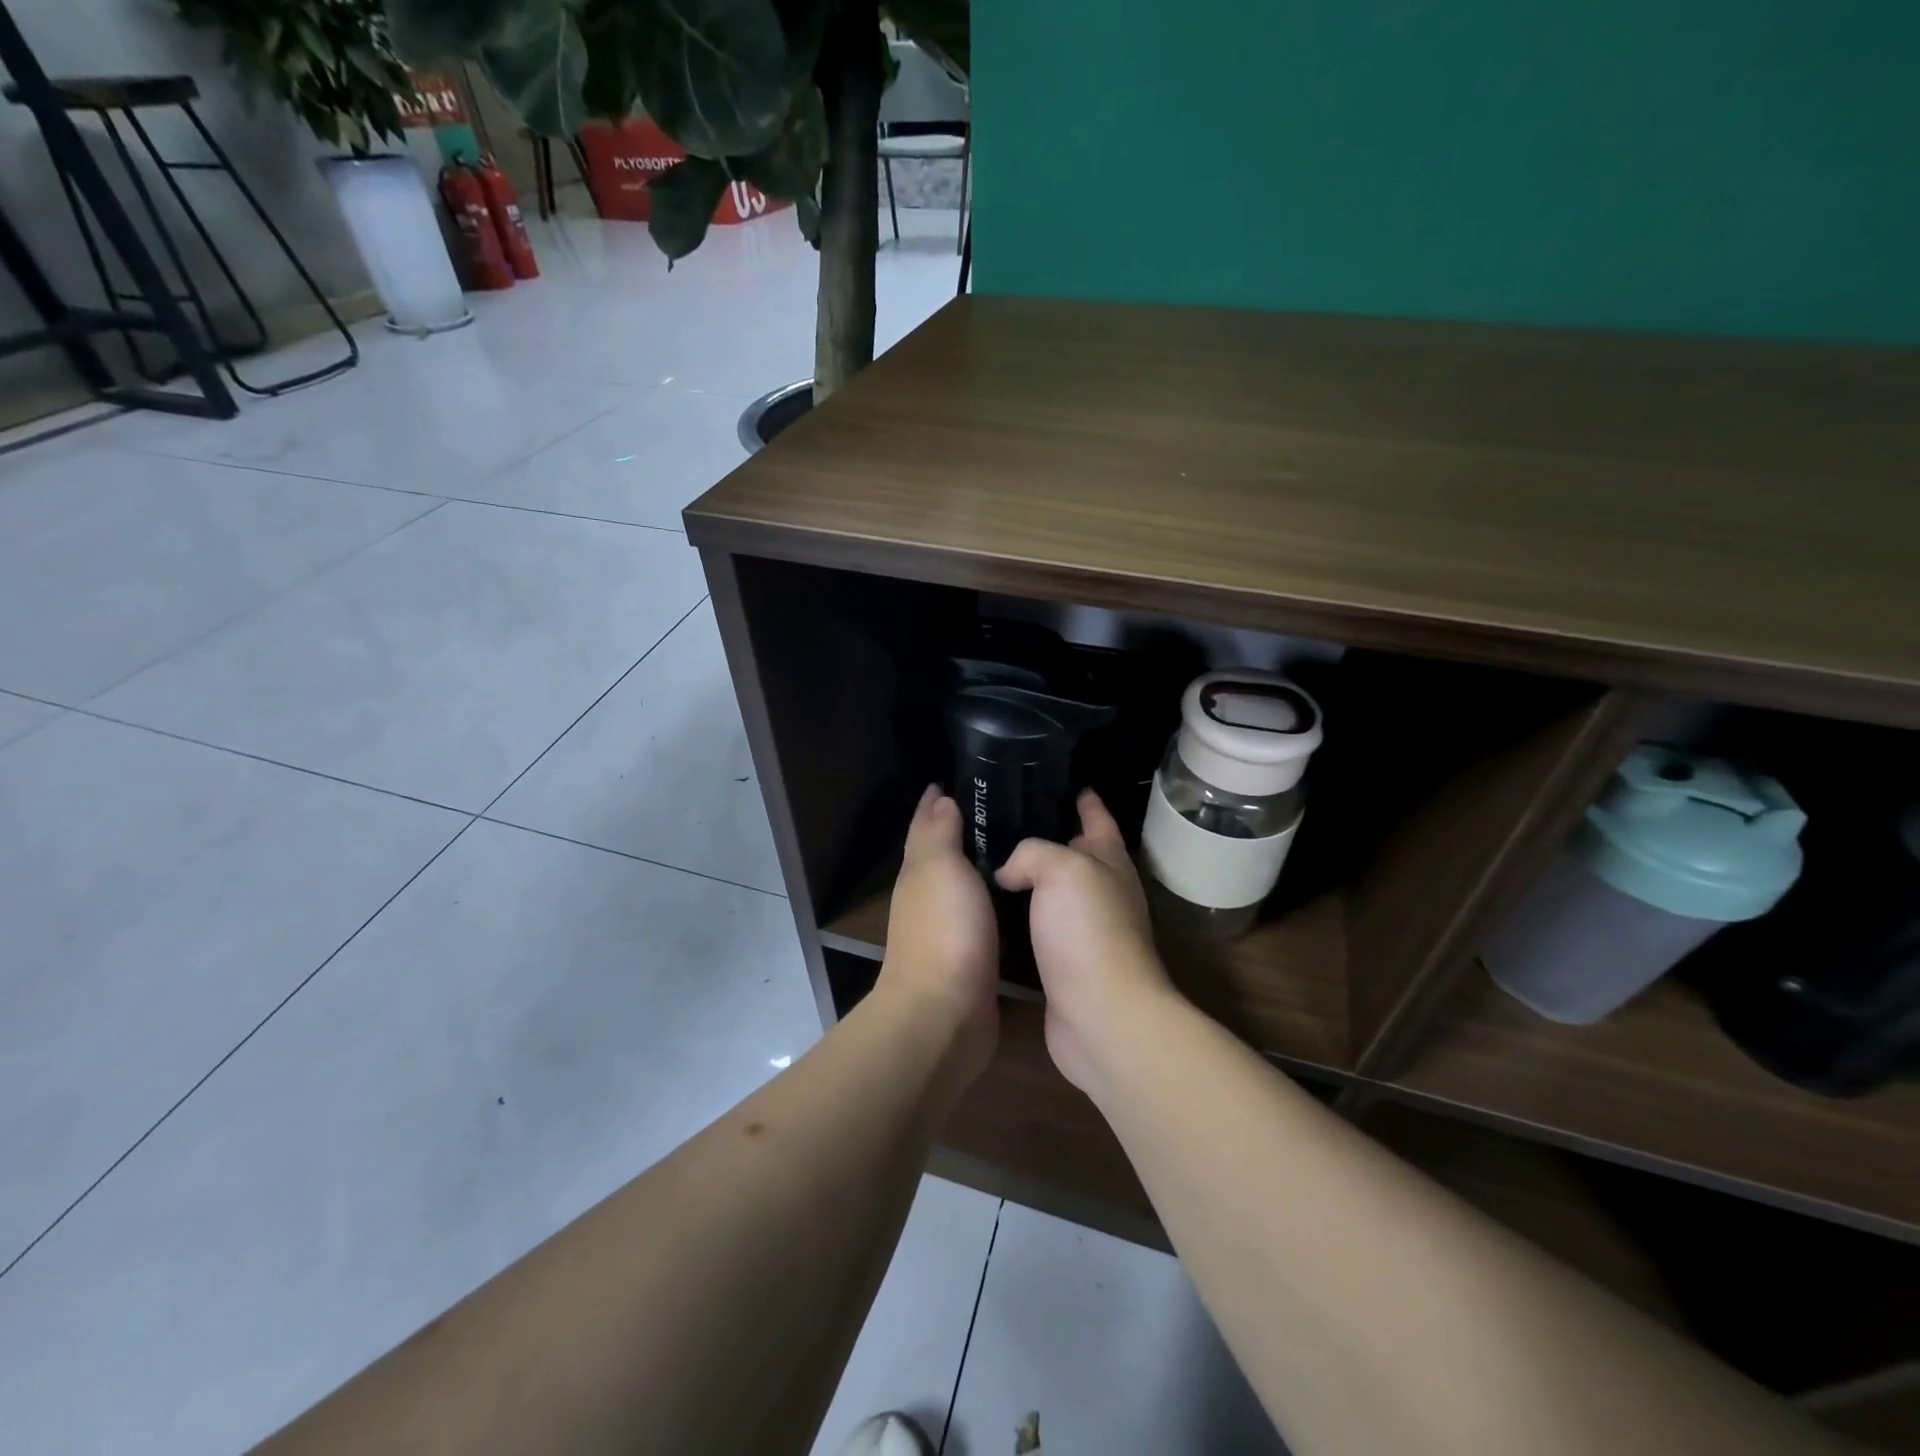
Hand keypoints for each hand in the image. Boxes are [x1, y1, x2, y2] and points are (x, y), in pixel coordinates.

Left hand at [879, 787, 999, 1080]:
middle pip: (944, 850)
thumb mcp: (939, 869)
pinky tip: (1018, 891)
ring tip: (1020, 840)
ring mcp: (949, 927)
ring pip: (965, 882)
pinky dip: (994, 895)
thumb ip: (939, 834)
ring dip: (982, 861)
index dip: (938, 801)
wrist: (945, 1014)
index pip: (926, 824)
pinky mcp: (972, 954)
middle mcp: (929, 896)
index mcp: (919, 871)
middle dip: (963, 825)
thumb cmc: (944, 932)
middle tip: (1005, 803)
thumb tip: (941, 799)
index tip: (964, 777)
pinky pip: (983, 912)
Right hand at [995, 789, 1173, 1097]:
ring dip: (1029, 876)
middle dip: (1048, 834)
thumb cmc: (1088, 931)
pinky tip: (990, 908)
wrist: (1102, 1015)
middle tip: (1003, 817)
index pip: (1098, 817)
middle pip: (1074, 853)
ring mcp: (1084, 929)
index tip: (1061, 780)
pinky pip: (1038, 925)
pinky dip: (1019, 913)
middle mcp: (1101, 891)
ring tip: (988, 858)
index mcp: (1109, 861)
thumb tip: (1008, 871)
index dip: (1084, 797)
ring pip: (1053, 891)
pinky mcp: (1064, 962)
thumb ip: (1032, 852)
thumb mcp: (1062, 869)